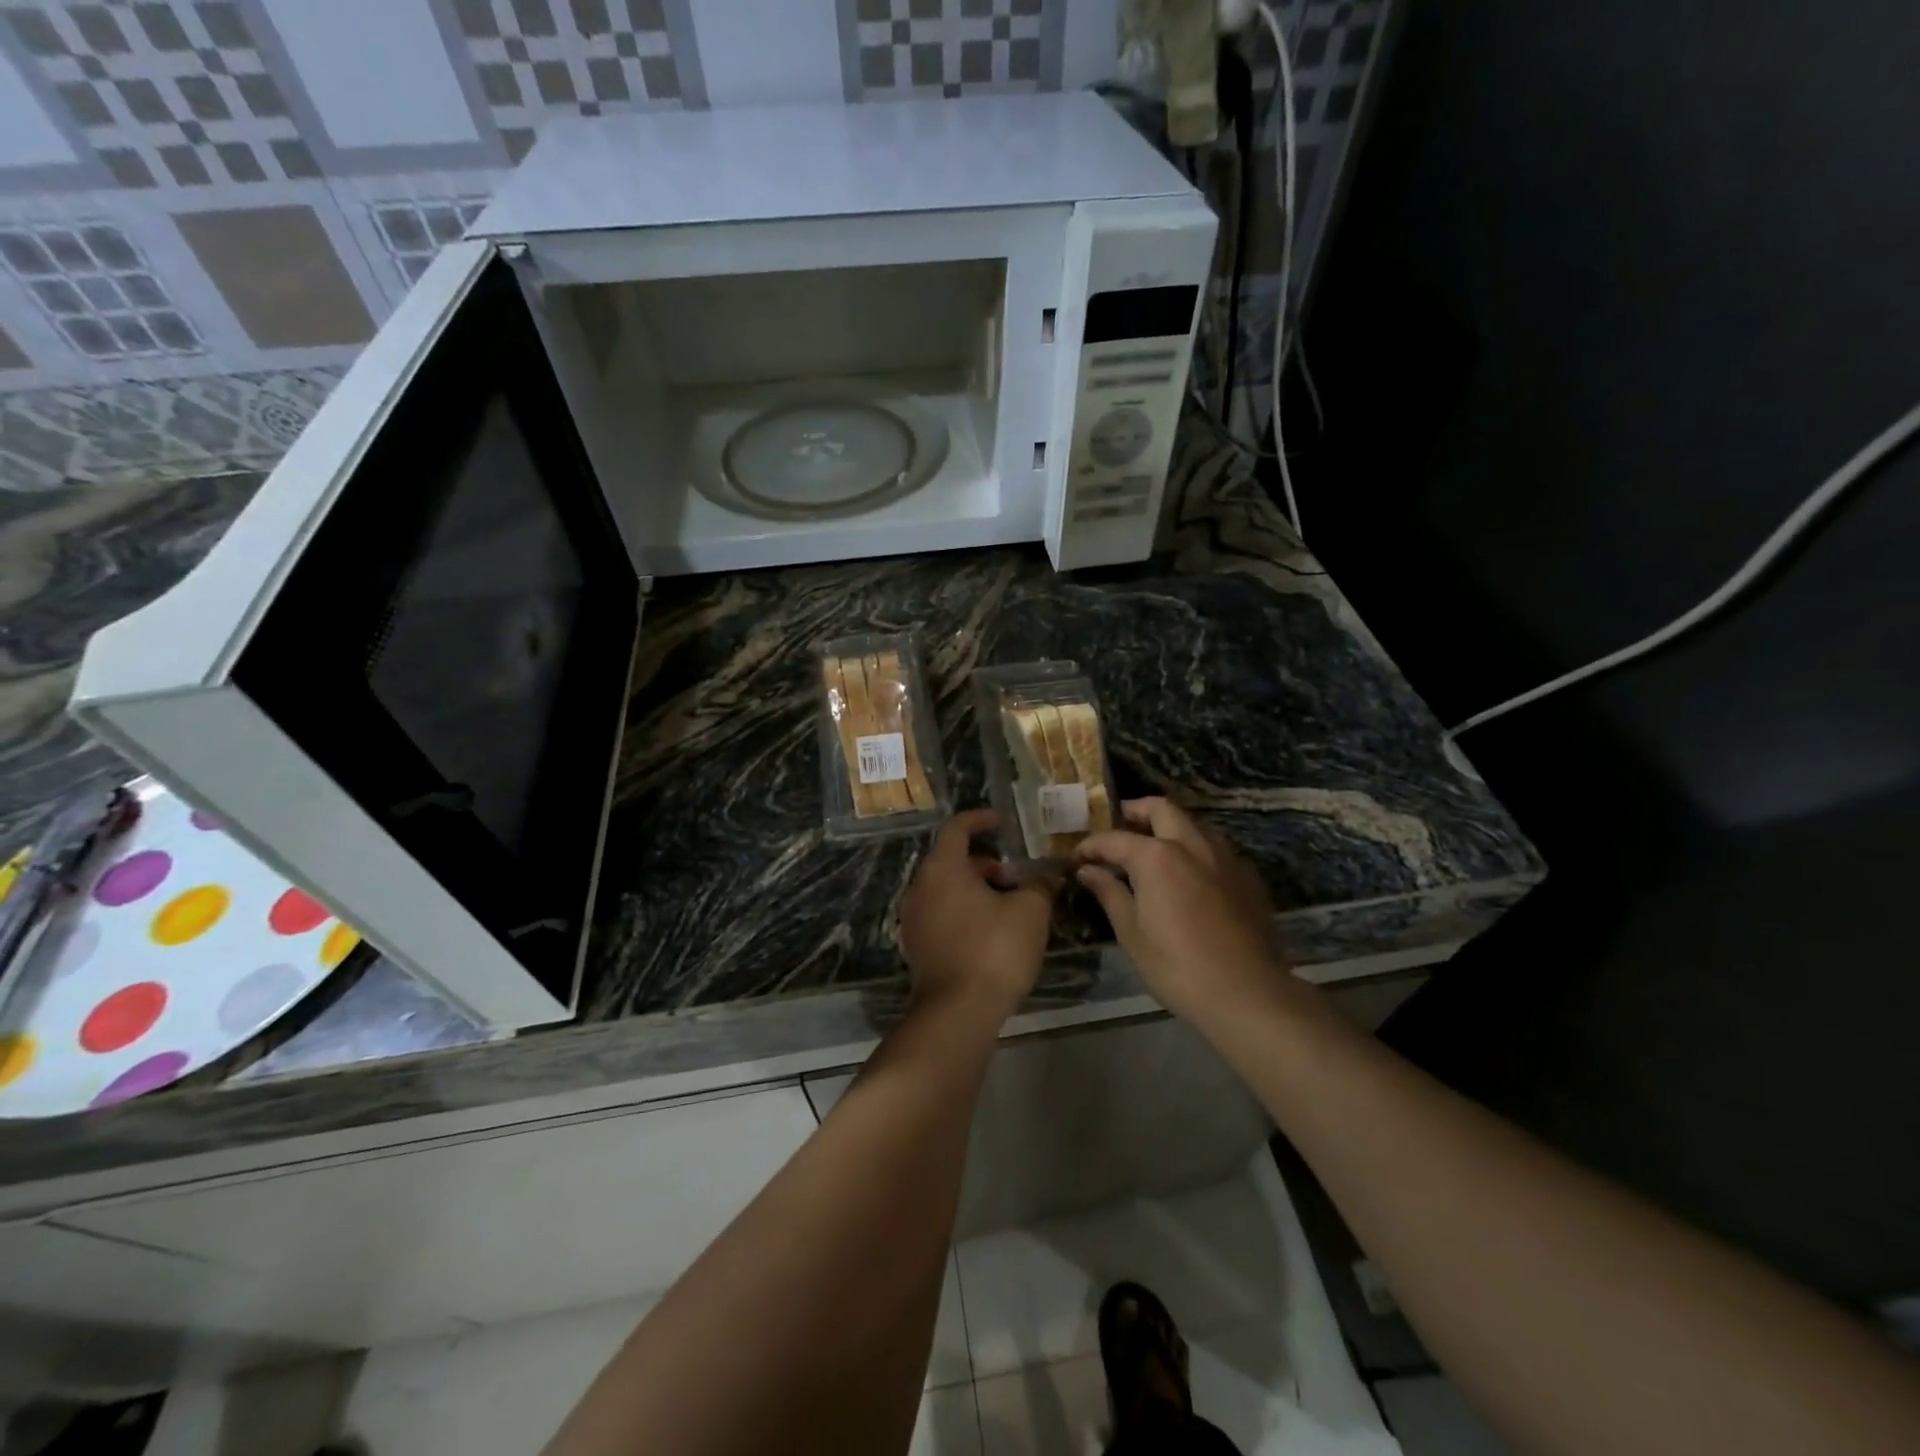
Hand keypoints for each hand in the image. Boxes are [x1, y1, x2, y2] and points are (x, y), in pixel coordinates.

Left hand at [899, 808, 1057, 1019]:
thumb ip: (1039, 885)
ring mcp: (913, 919)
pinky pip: (941, 914)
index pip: (957, 828)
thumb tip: (1048, 876)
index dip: (980, 820)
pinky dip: (963, 911)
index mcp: (943, 868)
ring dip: (976, 890)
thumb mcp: (1030, 911)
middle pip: (952, 860)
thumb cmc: (994, 950)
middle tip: (1016, 879)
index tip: (1001, 822)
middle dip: (986, 864)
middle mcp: (920, 887)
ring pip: (946, 889)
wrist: (958, 1012)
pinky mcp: (916, 946)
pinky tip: (990, 932)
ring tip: (1008, 908)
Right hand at [1075, 798, 1293, 1027]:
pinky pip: (1216, 849)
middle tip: (1121, 822)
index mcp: (1157, 856)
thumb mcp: (1132, 933)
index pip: (1115, 839)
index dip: (1092, 846)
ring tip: (1154, 847)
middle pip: (1162, 809)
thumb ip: (1110, 894)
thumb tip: (1088, 871)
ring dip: (1171, 826)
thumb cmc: (1177, 966)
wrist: (1247, 993)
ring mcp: (1225, 858)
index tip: (1078, 857)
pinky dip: (1196, 850)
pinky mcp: (1248, 877)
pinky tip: (1190, 874)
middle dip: (1137, 810)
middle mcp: (1192, 845)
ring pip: (1194, 824)